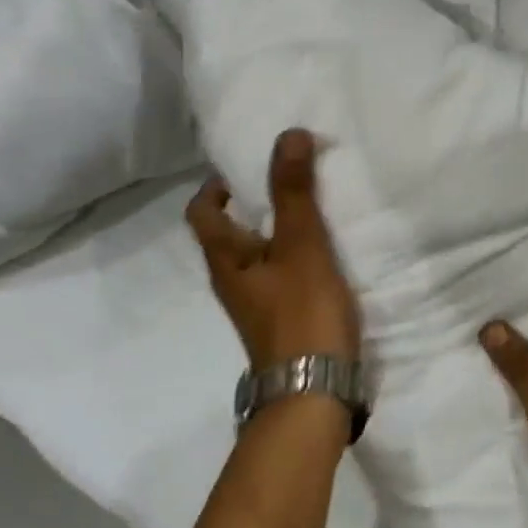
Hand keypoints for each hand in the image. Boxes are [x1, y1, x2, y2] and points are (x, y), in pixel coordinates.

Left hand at [186, 129, 361, 368]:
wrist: (314, 393)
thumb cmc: (302, 314)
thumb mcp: (302, 246)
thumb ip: (294, 192)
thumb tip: (287, 134)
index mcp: (226, 260)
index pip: (202, 212)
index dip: (217, 185)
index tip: (250, 164)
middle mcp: (233, 281)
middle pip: (230, 232)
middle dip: (254, 202)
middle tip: (291, 179)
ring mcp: (256, 304)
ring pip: (257, 255)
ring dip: (277, 230)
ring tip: (313, 209)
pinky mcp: (280, 320)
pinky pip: (279, 275)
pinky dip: (295, 255)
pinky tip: (325, 252)